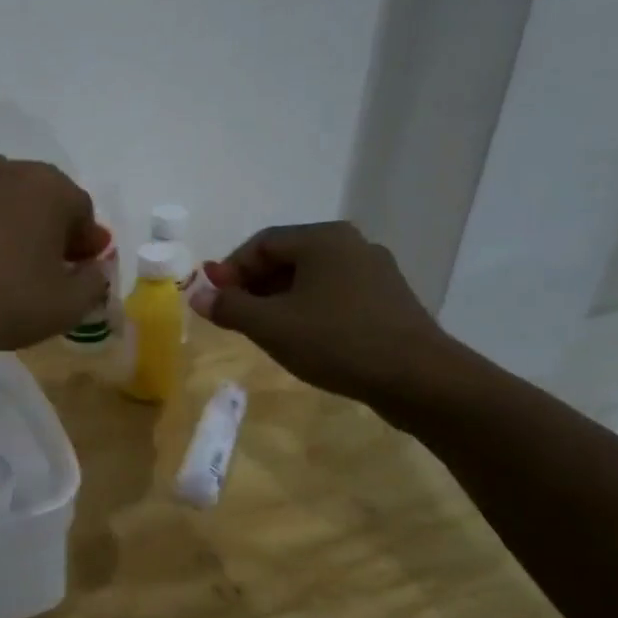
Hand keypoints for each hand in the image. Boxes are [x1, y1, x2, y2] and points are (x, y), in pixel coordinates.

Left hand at [0, 156, 109, 355]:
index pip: (82, 210)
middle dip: (50, 223)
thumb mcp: (69, 306)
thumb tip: (93, 268)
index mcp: (51, 189)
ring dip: (9, 210)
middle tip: (46, 261)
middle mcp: (10, 171)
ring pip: (0, 186)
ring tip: (3, 248)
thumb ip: (94, 282)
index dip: (86, 241)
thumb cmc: (7, 303)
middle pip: (42, 193)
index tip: (81, 268)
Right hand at [193, 221, 459, 411]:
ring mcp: (375, 271)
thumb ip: (229, 307)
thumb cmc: (336, 341)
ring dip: (279, 300)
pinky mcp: (389, 299)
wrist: (419, 378)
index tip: (215, 301)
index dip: (230, 270)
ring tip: (266, 332)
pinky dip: (309, 309)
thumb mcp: (270, 326)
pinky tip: (304, 339)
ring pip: (311, 278)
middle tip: (236, 317)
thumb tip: (198, 296)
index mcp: (322, 238)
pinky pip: (335, 294)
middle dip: (254, 286)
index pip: (261, 243)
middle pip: (286, 257)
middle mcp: (351, 244)